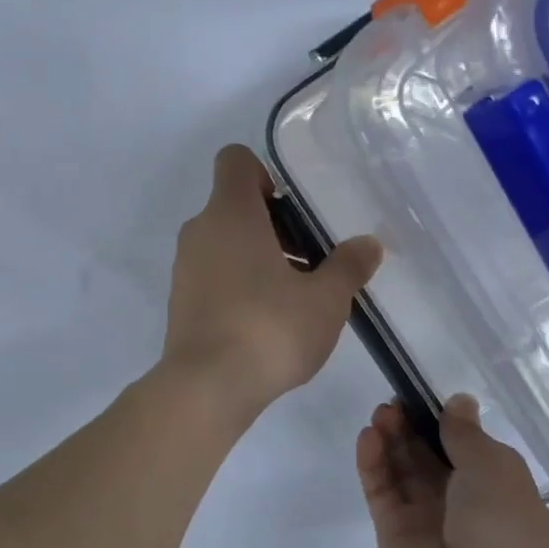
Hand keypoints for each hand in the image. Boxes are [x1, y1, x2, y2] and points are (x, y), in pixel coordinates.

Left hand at [162, 145, 381, 418]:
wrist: (206, 387)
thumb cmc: (269, 329)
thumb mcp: (325, 299)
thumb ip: (348, 266)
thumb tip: (369, 244)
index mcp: (230, 213)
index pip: (234, 160)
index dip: (264, 172)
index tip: (293, 209)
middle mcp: (200, 230)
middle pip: (234, 203)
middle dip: (273, 223)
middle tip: (309, 257)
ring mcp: (184, 266)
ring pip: (223, 240)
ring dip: (257, 254)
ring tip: (294, 293)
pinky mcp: (180, 299)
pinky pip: (212, 271)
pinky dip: (237, 280)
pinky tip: (266, 318)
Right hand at [357, 395, 548, 547]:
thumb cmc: (505, 532)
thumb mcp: (497, 470)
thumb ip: (467, 434)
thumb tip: (459, 402)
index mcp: (501, 495)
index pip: (469, 453)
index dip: (447, 424)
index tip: (425, 397)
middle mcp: (464, 508)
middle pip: (430, 458)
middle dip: (414, 427)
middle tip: (395, 402)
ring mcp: (426, 522)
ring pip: (403, 471)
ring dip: (392, 439)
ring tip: (381, 413)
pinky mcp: (393, 534)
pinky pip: (382, 491)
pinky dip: (373, 463)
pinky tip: (368, 436)